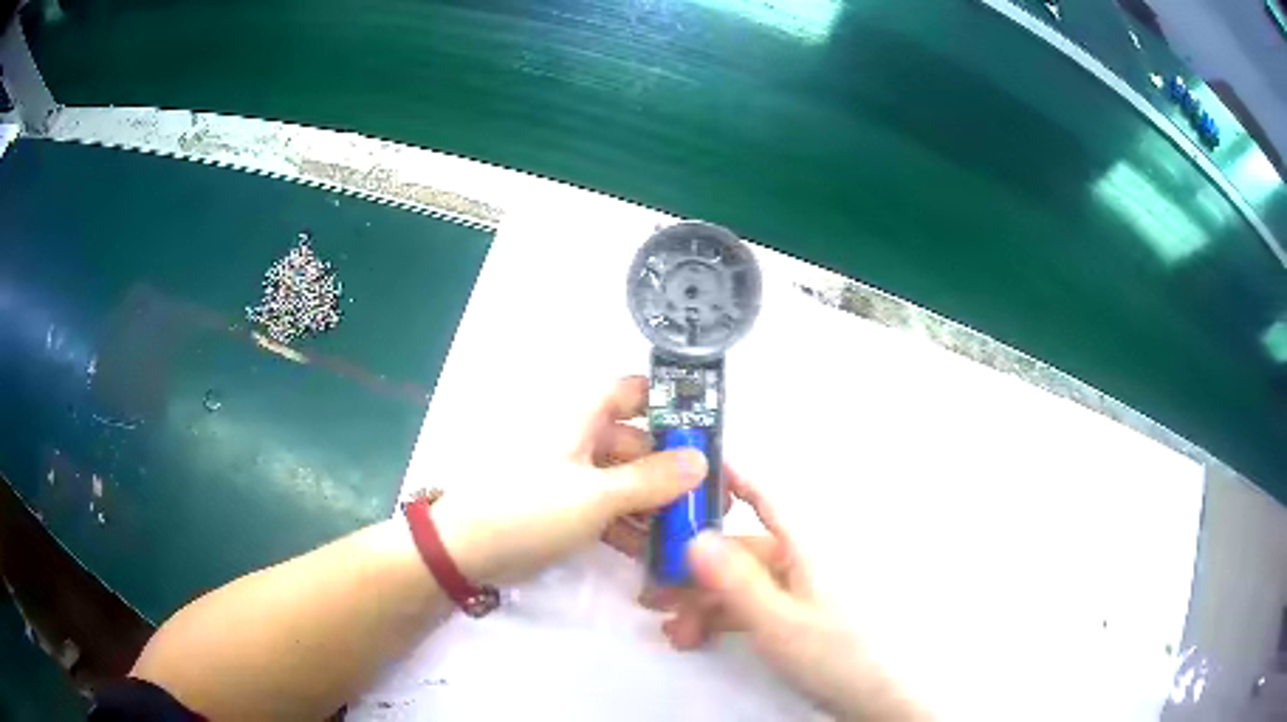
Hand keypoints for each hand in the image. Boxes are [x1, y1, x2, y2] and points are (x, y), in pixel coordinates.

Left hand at [429, 376, 706, 585]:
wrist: (465, 550)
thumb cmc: (529, 509)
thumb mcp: (595, 495)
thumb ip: (651, 479)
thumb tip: (702, 460)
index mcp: (582, 417)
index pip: (633, 391)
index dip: (671, 401)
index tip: (708, 430)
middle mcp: (580, 438)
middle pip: (638, 442)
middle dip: (675, 467)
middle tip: (712, 498)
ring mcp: (573, 475)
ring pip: (627, 479)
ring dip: (656, 502)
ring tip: (692, 530)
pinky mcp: (566, 507)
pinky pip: (609, 507)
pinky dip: (631, 524)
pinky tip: (656, 550)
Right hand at [651, 473, 934, 721]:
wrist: (885, 695)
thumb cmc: (836, 652)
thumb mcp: (777, 621)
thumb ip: (735, 580)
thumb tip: (694, 537)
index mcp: (807, 544)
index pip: (764, 495)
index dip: (728, 478)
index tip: (686, 475)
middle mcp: (805, 557)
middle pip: (743, 548)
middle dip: (695, 570)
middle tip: (653, 594)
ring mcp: (805, 586)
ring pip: (745, 580)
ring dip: (705, 601)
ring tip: (673, 630)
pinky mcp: (804, 611)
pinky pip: (759, 602)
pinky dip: (728, 616)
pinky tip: (699, 637)